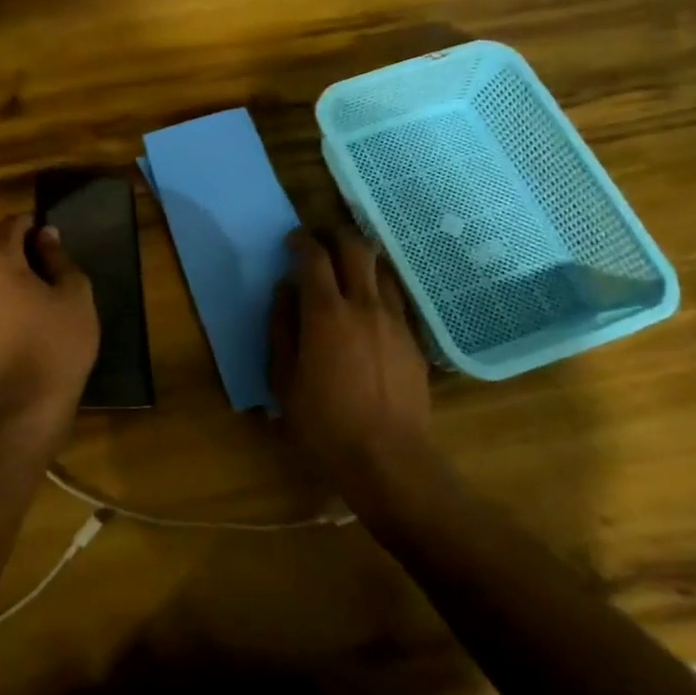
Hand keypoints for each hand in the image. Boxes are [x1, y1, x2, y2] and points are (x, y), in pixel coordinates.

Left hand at [0, 214, 98, 446]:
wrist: (33, 394)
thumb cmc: (59, 337)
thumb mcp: (74, 291)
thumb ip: (58, 258)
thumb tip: (47, 235)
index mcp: (0, 261)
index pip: (11, 224)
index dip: (32, 221)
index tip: (53, 228)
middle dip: (19, 238)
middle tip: (51, 248)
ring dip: (13, 261)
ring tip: (44, 271)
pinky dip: (8, 281)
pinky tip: (33, 293)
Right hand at [269, 228, 432, 490]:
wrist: (389, 459)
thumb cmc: (324, 422)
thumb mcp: (284, 379)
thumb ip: (281, 328)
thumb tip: (284, 292)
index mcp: (326, 313)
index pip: (313, 256)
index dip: (300, 240)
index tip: (291, 240)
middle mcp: (364, 305)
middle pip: (355, 248)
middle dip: (335, 235)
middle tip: (320, 241)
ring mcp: (395, 321)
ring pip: (381, 269)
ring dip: (361, 260)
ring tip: (347, 270)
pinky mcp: (414, 340)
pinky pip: (396, 298)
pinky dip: (379, 289)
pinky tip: (369, 307)